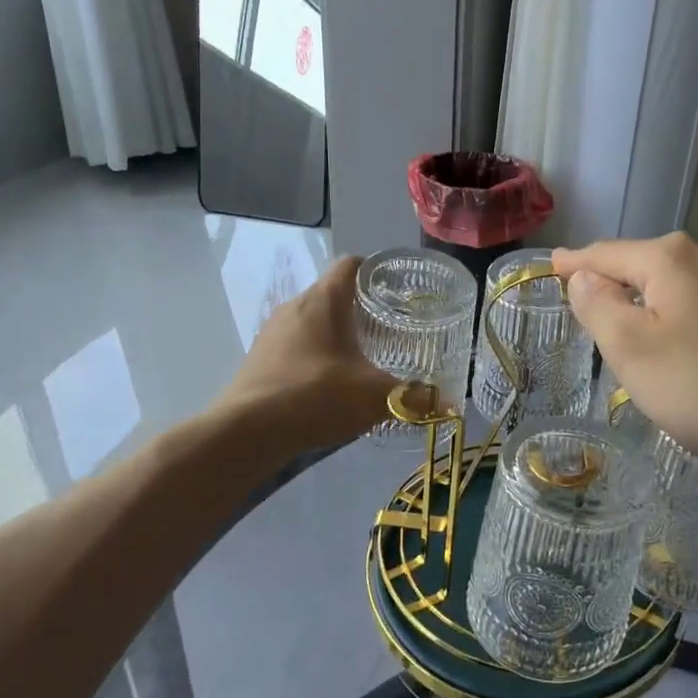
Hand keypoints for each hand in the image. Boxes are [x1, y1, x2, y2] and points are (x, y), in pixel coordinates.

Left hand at [214, 256, 397, 452]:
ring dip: (336, 335)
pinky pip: (295, 346)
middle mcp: (294, 307)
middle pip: (333, 294)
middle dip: (361, 309)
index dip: (376, 271)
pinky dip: (315, 356)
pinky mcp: (259, 359)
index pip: (352, 265)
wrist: (246, 432)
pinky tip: (329, 384)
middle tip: (390, 330)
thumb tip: (451, 404)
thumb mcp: (375, 397)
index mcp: (323, 300)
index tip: (398, 290)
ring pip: (312, 322)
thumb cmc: (315, 396)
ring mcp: (271, 333)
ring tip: (363, 358)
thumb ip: (414, 397)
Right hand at [552, 234, 697, 474]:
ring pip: (690, 285)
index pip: (606, 254)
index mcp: (670, 260)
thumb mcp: (631, 350)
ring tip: (651, 329)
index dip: (575, 263)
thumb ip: (598, 307)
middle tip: (596, 307)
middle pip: (650, 265)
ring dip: (663, 301)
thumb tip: (584, 278)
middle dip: (621, 282)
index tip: (554, 266)